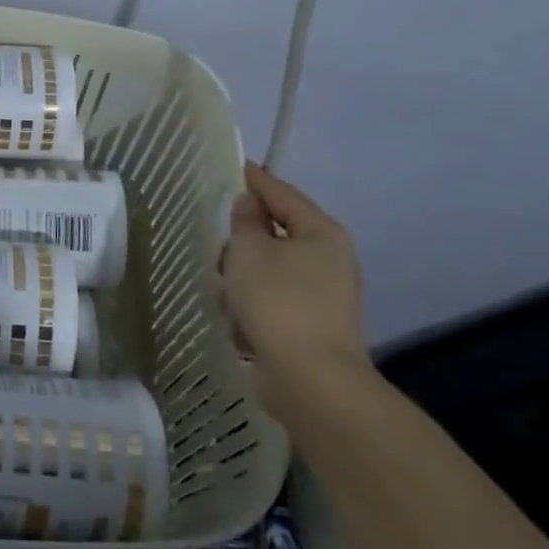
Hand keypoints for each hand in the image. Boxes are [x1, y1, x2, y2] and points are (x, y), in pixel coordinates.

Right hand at [221, 161, 371, 419]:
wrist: (311, 382)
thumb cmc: (279, 302)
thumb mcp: (249, 252)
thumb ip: (245, 222)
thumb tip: (250, 206)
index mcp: (322, 233)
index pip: (282, 192)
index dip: (254, 179)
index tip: (231, 167)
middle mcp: (330, 260)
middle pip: (277, 234)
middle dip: (244, 242)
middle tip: (218, 243)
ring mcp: (324, 296)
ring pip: (271, 270)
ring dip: (245, 279)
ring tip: (226, 293)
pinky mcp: (311, 327)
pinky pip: (274, 302)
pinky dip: (255, 309)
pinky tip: (240, 325)